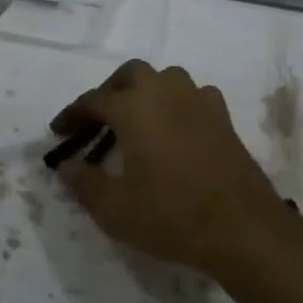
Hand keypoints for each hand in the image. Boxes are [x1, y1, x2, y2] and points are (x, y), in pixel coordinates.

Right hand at [49, 61, 302, 285]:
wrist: (243, 229)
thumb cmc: (171, 215)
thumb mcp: (114, 208)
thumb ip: (84, 183)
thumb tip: (67, 166)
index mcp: (133, 108)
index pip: (94, 100)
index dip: (72, 115)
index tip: (59, 132)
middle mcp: (165, 93)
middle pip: (131, 74)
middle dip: (110, 91)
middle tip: (98, 119)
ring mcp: (199, 102)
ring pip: (165, 78)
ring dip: (146, 92)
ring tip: (135, 121)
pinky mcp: (223, 118)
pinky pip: (193, 96)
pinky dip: (177, 104)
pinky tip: (174, 128)